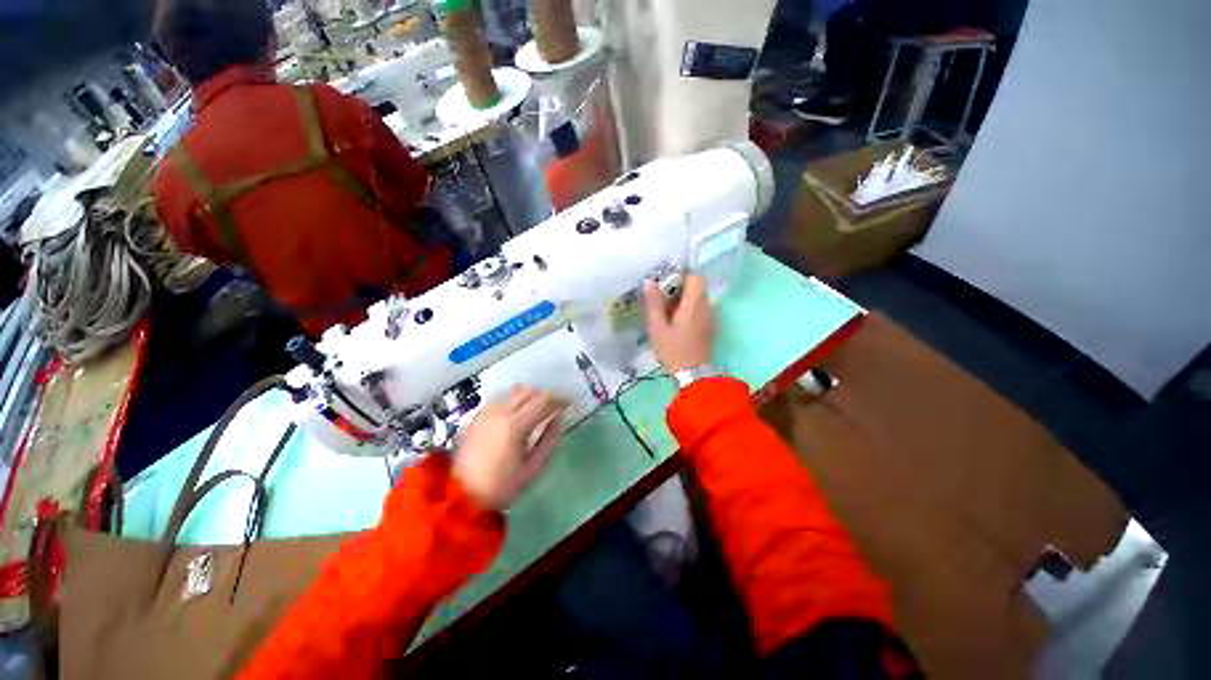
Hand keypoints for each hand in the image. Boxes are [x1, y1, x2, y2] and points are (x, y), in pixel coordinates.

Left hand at [452, 387, 565, 510]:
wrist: (461, 496)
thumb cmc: (501, 486)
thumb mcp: (533, 468)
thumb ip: (549, 440)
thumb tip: (558, 419)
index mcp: (516, 425)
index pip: (544, 400)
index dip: (560, 399)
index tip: (569, 404)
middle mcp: (500, 412)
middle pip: (530, 391)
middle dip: (546, 396)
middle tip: (555, 407)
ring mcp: (487, 413)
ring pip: (514, 391)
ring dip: (530, 395)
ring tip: (537, 408)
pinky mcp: (477, 417)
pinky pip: (500, 398)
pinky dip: (514, 399)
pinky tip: (516, 412)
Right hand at [643, 274, 715, 373]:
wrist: (694, 375)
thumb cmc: (673, 350)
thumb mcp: (657, 328)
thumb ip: (654, 304)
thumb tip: (650, 282)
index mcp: (695, 303)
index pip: (695, 276)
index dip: (681, 276)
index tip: (666, 286)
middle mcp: (707, 306)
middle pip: (696, 288)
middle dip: (679, 291)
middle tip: (662, 303)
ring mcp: (711, 317)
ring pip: (698, 299)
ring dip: (684, 302)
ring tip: (668, 316)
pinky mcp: (711, 326)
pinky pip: (701, 310)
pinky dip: (690, 311)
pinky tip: (677, 325)